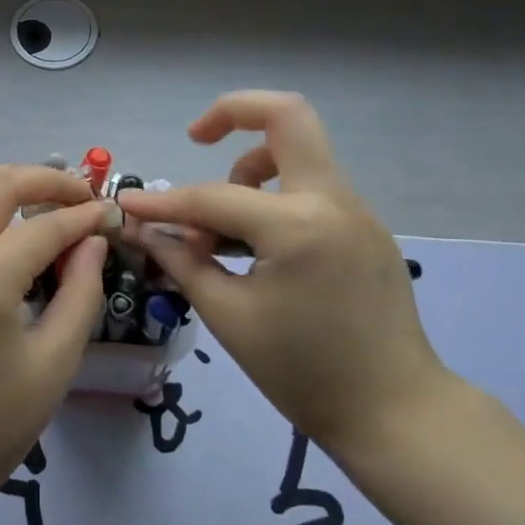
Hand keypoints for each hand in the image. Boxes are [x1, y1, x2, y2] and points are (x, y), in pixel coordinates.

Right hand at [118, 91, 454, 456]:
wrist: (395, 412)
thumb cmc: (303, 372)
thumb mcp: (229, 317)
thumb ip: (183, 262)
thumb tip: (144, 230)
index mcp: (297, 226)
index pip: (213, 197)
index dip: (163, 202)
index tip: (128, 205)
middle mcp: (333, 201)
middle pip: (288, 115)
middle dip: (233, 112)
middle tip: (195, 138)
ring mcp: (357, 211)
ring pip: (300, 152)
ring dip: (252, 167)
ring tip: (221, 225)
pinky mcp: (366, 229)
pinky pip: (312, 189)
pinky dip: (274, 197)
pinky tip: (255, 245)